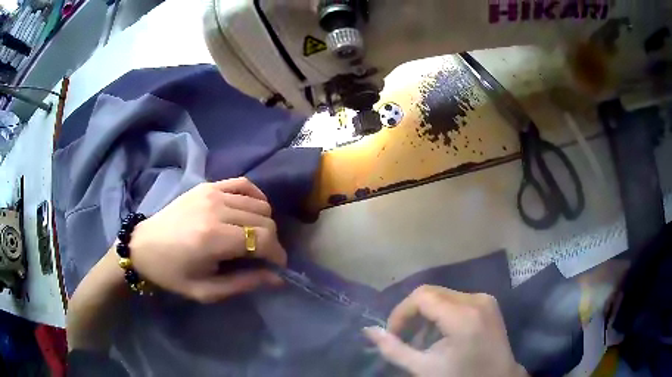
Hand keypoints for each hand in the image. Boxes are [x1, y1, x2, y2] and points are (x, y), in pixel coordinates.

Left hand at [129, 178, 285, 302]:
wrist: (143, 246)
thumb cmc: (172, 273)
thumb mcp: (206, 290)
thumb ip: (244, 283)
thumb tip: (277, 278)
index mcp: (214, 238)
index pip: (264, 239)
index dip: (277, 255)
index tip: (276, 267)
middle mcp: (216, 209)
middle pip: (265, 220)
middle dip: (271, 241)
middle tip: (262, 256)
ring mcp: (212, 192)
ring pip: (258, 203)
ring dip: (264, 222)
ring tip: (254, 237)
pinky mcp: (207, 185)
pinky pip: (244, 184)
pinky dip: (255, 197)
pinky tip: (251, 211)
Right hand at [364, 286, 527, 376]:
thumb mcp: (423, 368)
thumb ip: (393, 349)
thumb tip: (368, 331)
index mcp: (463, 316)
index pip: (422, 296)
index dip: (401, 312)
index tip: (394, 334)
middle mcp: (476, 299)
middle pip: (432, 293)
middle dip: (412, 314)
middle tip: (404, 338)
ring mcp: (485, 299)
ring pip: (443, 296)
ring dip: (427, 315)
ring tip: (422, 340)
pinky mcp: (488, 303)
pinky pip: (456, 300)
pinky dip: (442, 314)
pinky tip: (440, 335)